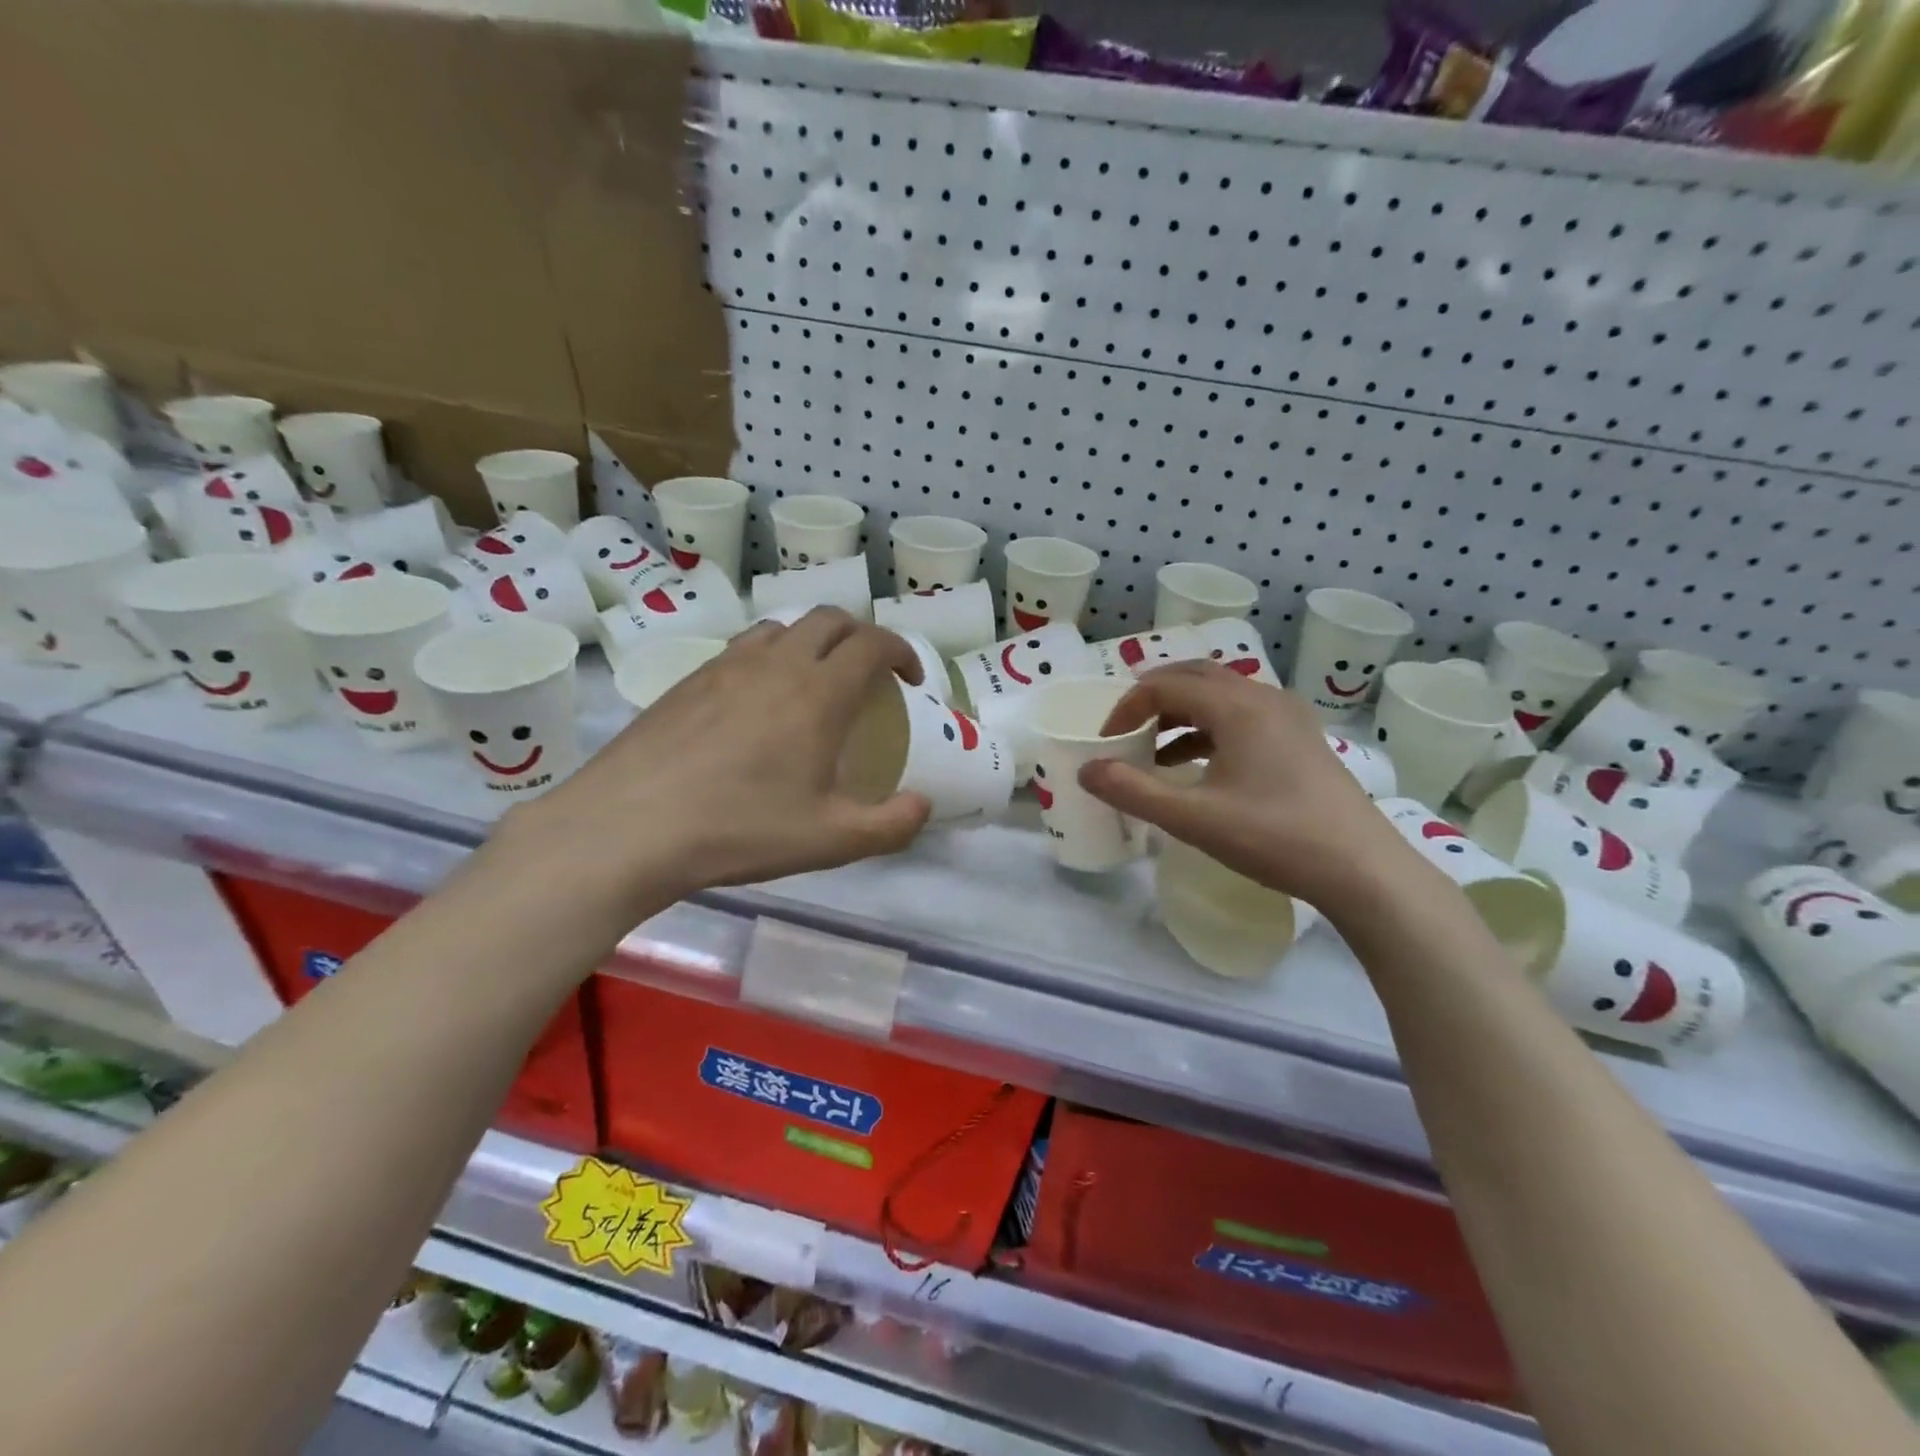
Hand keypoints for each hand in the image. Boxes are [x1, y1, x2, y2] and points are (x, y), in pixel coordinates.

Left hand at [504, 610, 931, 909]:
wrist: (630, 826)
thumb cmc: (740, 829)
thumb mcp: (831, 841)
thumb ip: (891, 825)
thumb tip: (922, 805)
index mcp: (819, 693)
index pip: (872, 643)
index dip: (900, 651)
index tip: (909, 679)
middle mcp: (776, 663)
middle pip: (830, 620)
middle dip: (861, 637)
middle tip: (868, 676)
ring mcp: (727, 666)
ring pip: (782, 627)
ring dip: (812, 642)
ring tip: (813, 682)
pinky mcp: (689, 679)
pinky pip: (742, 647)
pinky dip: (769, 657)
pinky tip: (756, 702)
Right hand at [1078, 660, 1416, 912]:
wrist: (1362, 870)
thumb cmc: (1275, 837)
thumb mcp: (1193, 818)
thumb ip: (1132, 791)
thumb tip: (1086, 770)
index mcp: (1237, 706)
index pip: (1164, 686)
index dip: (1126, 709)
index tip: (1107, 744)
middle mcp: (1263, 697)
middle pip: (1194, 677)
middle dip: (1152, 699)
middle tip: (1125, 731)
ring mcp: (1287, 716)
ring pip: (1220, 696)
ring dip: (1181, 714)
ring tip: (1153, 752)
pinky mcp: (1300, 739)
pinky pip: (1242, 716)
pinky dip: (1209, 730)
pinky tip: (1197, 766)